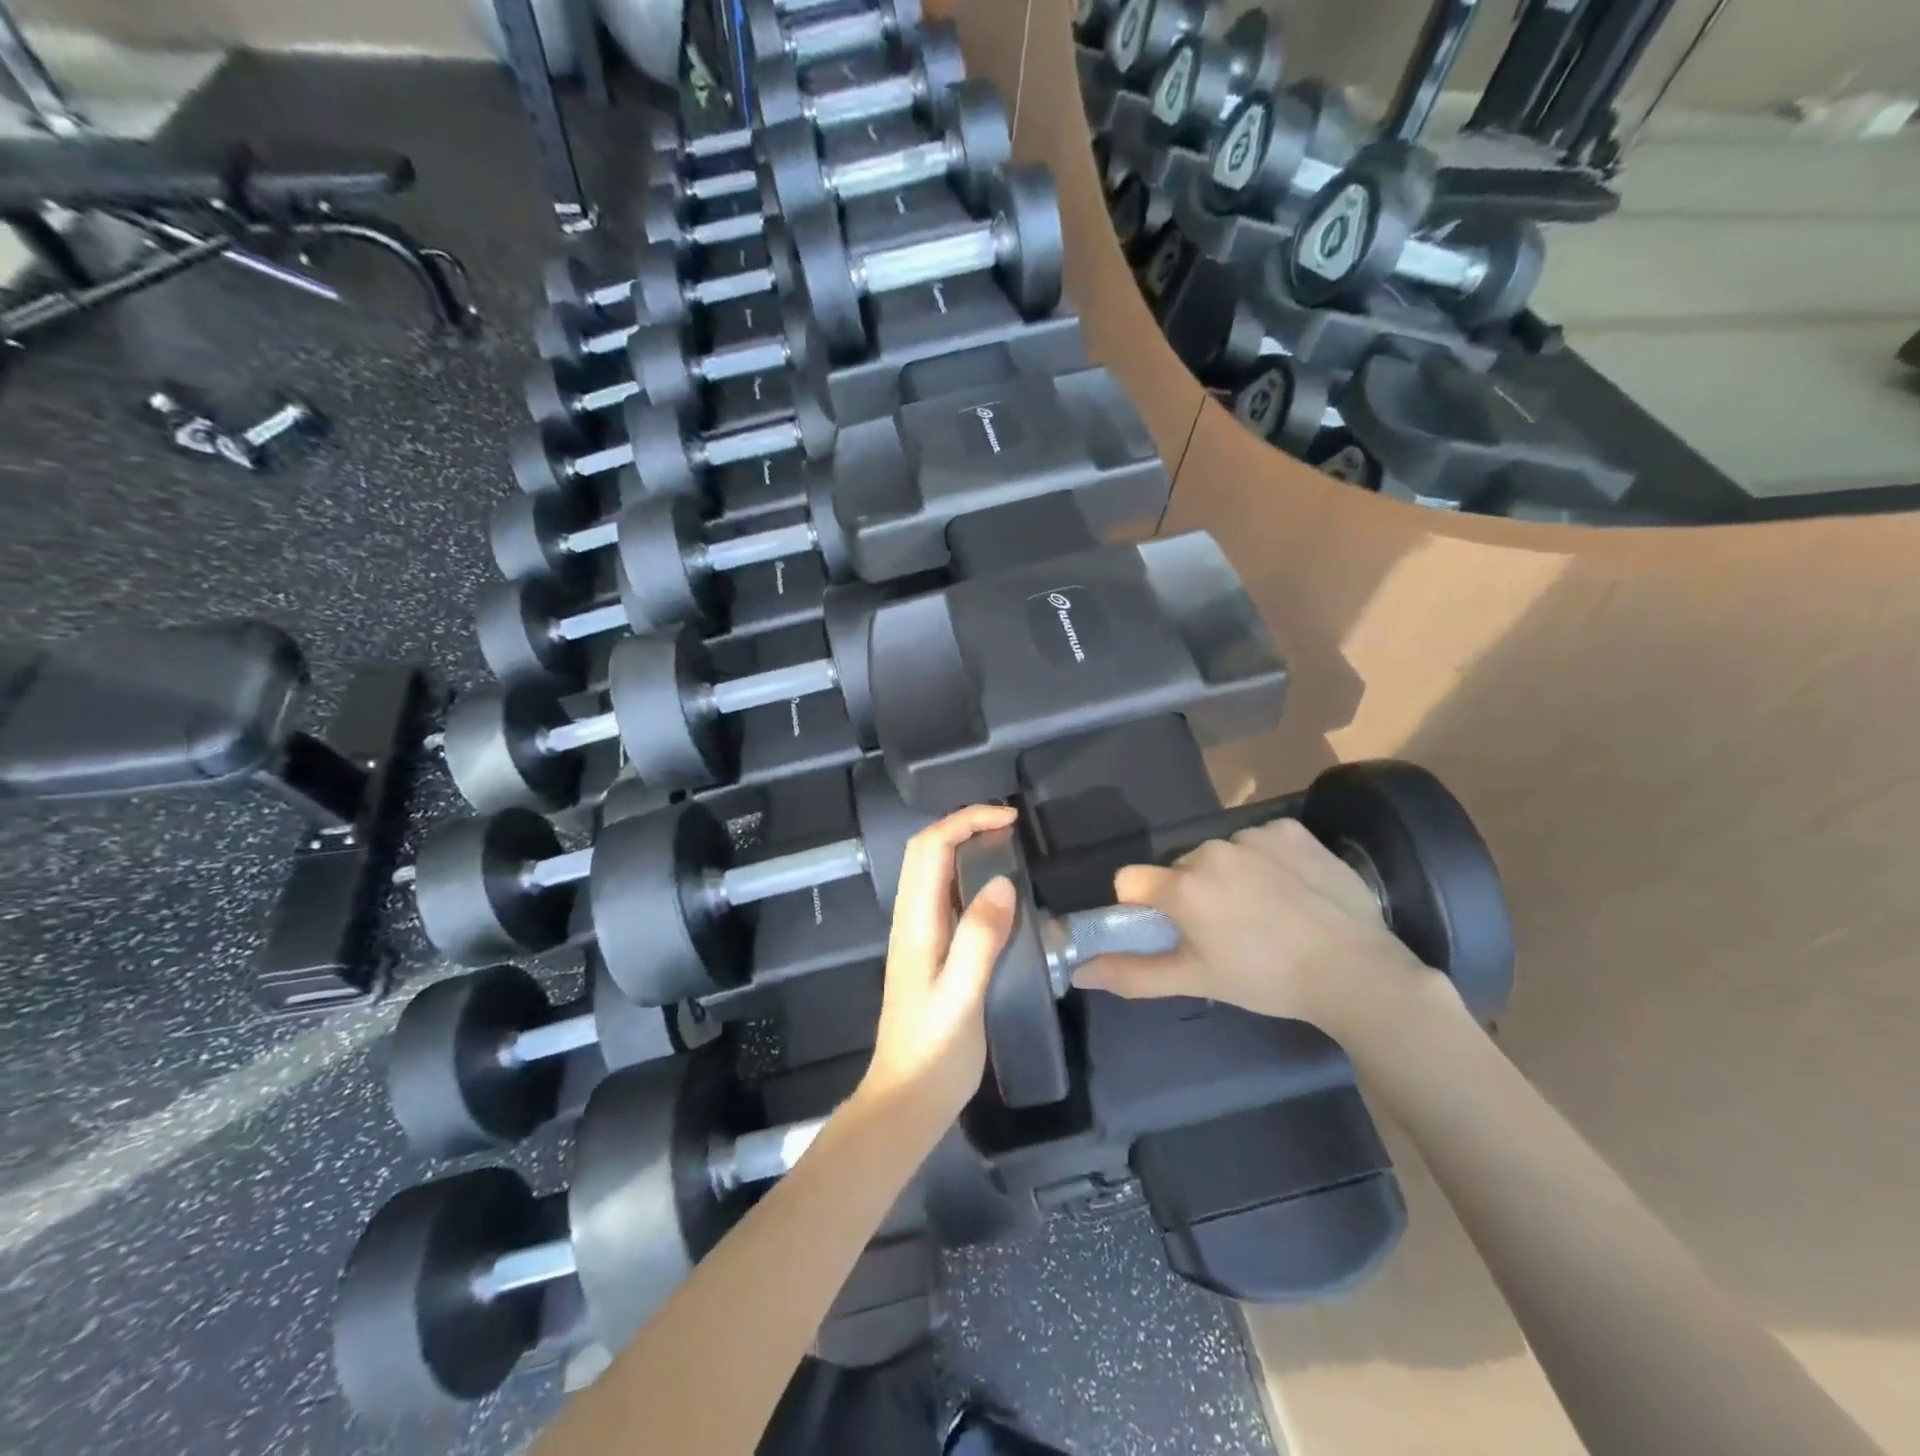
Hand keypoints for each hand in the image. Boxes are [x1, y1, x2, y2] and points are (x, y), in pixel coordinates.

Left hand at [857, 805, 1018, 1126]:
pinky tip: (996, 894)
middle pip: (925, 851)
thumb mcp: (963, 998)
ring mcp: (917, 936)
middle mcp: (911, 921)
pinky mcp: (929, 952)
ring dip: (964, 846)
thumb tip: (1002, 882)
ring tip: (1007, 847)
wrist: (906, 1101)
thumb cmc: (936, 1053)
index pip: (930, 848)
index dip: (966, 821)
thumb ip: (979, 939)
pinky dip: (967, 875)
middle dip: (963, 824)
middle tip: (1009, 826)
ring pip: (932, 871)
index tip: (1009, 819)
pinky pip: (944, 896)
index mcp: (916, 924)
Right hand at [1072, 818, 1449, 1045]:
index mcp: (1183, 886)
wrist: (1357, 972)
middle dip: (1193, 894)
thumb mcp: (1196, 980)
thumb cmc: (1267, 981)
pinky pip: (1261, 841)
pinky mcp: (1291, 830)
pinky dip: (1268, 861)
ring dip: (1231, 876)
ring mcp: (1254, 835)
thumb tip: (1079, 971)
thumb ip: (1132, 973)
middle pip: (1180, 868)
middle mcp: (1211, 850)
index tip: (1172, 929)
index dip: (1143, 906)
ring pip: (1221, 854)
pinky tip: (1293, 890)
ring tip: (1267, 913)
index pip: (1131, 880)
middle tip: (1228, 932)